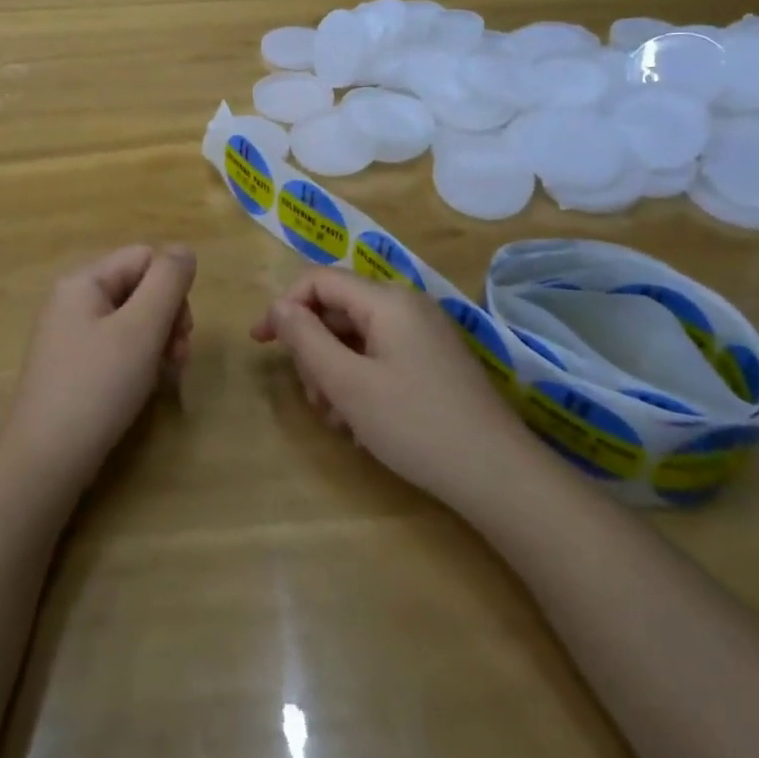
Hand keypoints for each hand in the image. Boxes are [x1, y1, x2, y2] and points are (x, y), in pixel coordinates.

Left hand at [2, 244, 196, 488]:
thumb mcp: (141, 328)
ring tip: (167, 377)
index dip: (172, 288)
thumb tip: (184, 250)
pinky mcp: (74, 366)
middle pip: (140, 288)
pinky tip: (147, 387)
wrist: (46, 460)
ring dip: (159, 343)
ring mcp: (71, 335)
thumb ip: (168, 282)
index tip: (182, 329)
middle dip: (168, 319)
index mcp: (83, 281)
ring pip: (133, 320)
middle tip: (178, 357)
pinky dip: (139, 361)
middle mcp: (73, 300)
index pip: (145, 258)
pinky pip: (117, 347)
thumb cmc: (97, 386)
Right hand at [251, 268, 554, 513]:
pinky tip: (362, 424)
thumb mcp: (347, 383)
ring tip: (337, 420)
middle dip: (314, 350)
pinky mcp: (434, 361)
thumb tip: (279, 307)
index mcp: (386, 300)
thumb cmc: (415, 424)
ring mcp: (424, 334)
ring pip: (357, 337)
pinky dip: (361, 381)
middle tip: (312, 398)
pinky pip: (381, 356)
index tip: (260, 343)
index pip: (319, 281)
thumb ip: (306, 339)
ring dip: (335, 372)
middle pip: (338, 310)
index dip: (284, 307)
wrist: (498, 476)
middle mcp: (406, 305)